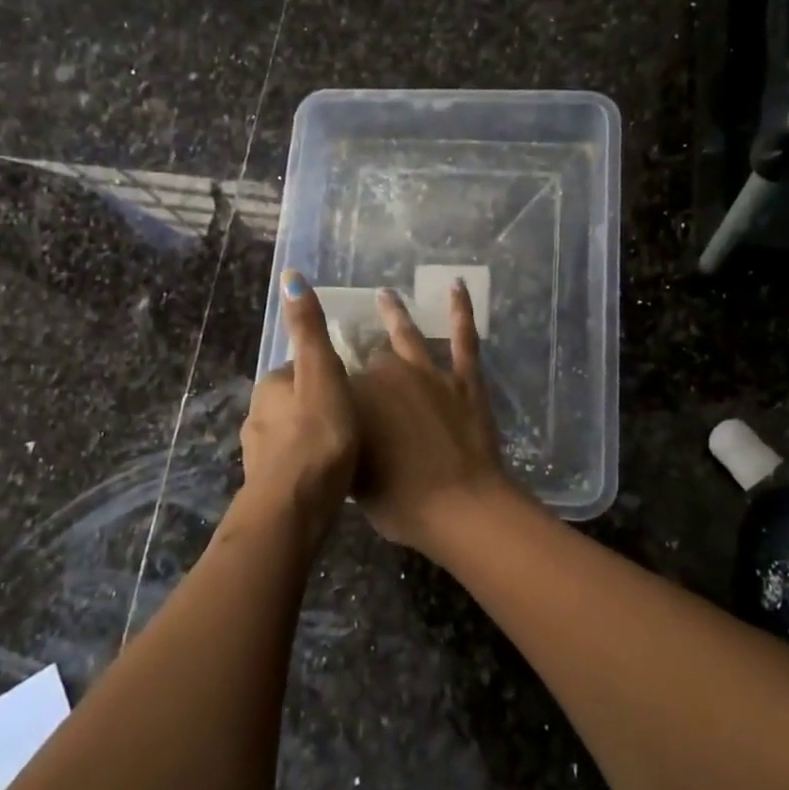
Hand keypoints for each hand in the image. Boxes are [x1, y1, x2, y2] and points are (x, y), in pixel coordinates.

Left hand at [235, 272, 359, 545]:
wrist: (294, 509)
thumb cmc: (317, 436)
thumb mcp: (322, 373)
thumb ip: (309, 330)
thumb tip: (289, 276)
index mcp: (270, 387)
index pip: (301, 368)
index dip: (328, 374)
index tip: (353, 386)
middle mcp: (256, 416)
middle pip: (295, 400)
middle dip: (319, 405)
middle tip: (354, 417)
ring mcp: (258, 454)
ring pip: (292, 434)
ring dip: (313, 437)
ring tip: (346, 448)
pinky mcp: (266, 486)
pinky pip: (292, 465)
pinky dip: (308, 465)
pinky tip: (329, 477)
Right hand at [351, 280, 517, 552]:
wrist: (458, 505)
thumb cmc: (400, 501)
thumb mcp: (354, 476)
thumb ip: (345, 443)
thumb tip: (337, 428)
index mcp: (355, 399)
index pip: (336, 384)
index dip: (331, 388)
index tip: (324, 386)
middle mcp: (387, 375)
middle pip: (371, 361)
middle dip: (364, 362)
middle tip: (358, 355)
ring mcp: (429, 372)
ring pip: (406, 335)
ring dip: (394, 313)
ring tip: (385, 295)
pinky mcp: (464, 377)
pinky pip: (463, 336)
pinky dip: (461, 309)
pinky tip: (457, 284)